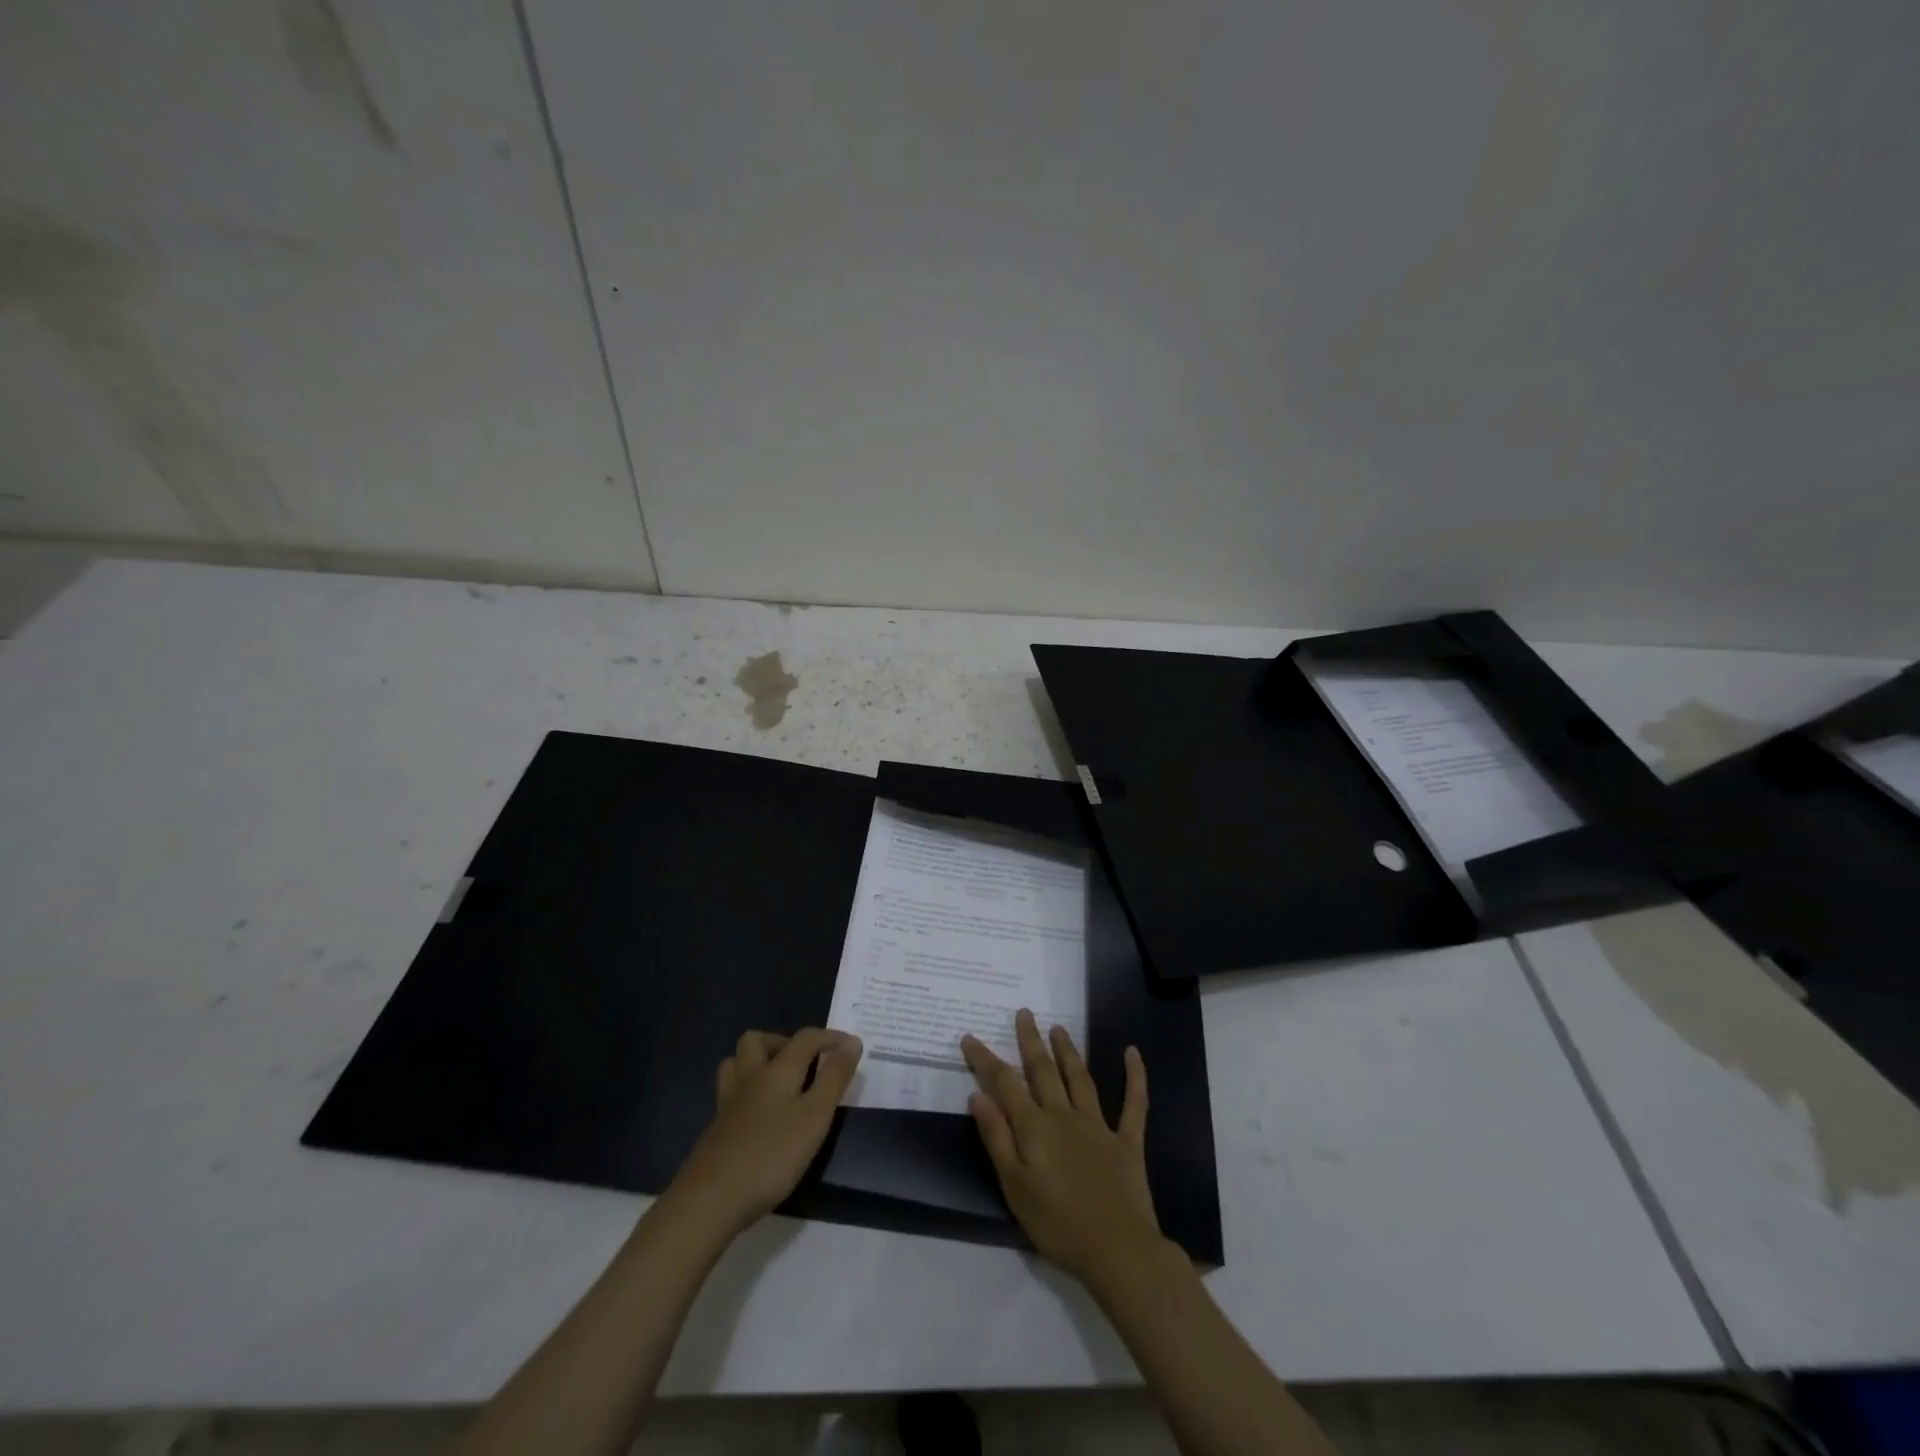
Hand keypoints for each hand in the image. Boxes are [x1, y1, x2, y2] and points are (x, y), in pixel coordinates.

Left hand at [668, 1028, 862, 1234]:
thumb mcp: (815, 1116)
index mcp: (777, 1070)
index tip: (852, 1046)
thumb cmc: (772, 1154)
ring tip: (779, 1083)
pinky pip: (730, 1094)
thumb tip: (852, 1042)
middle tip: (804, 1063)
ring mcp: (727, 1103)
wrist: (710, 1199)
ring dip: (757, 1062)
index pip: (805, 1038)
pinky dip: (747, 1093)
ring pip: (736, 1064)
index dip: (830, 1037)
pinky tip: (759, 1117)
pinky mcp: (716, 1129)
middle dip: (782, 1041)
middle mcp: (749, 1078)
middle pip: (757, 1040)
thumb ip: (834, 1078)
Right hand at [962, 1009, 1165, 1286]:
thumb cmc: (1057, 1225)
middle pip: (1043, 1071)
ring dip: (1068, 1051)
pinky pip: (1133, 1103)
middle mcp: (1064, 1116)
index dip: (986, 1060)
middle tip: (1024, 1013)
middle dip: (1030, 1041)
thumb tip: (978, 1096)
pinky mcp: (1126, 1140)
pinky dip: (1134, 1076)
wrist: (1117, 1249)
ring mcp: (1098, 1125)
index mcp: (1034, 1128)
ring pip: (1080, 1078)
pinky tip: (1132, 1052)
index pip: (1004, 1084)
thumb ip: (997, 1139)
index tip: (971, 1037)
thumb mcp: (1014, 1187)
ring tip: (1058, 1028)